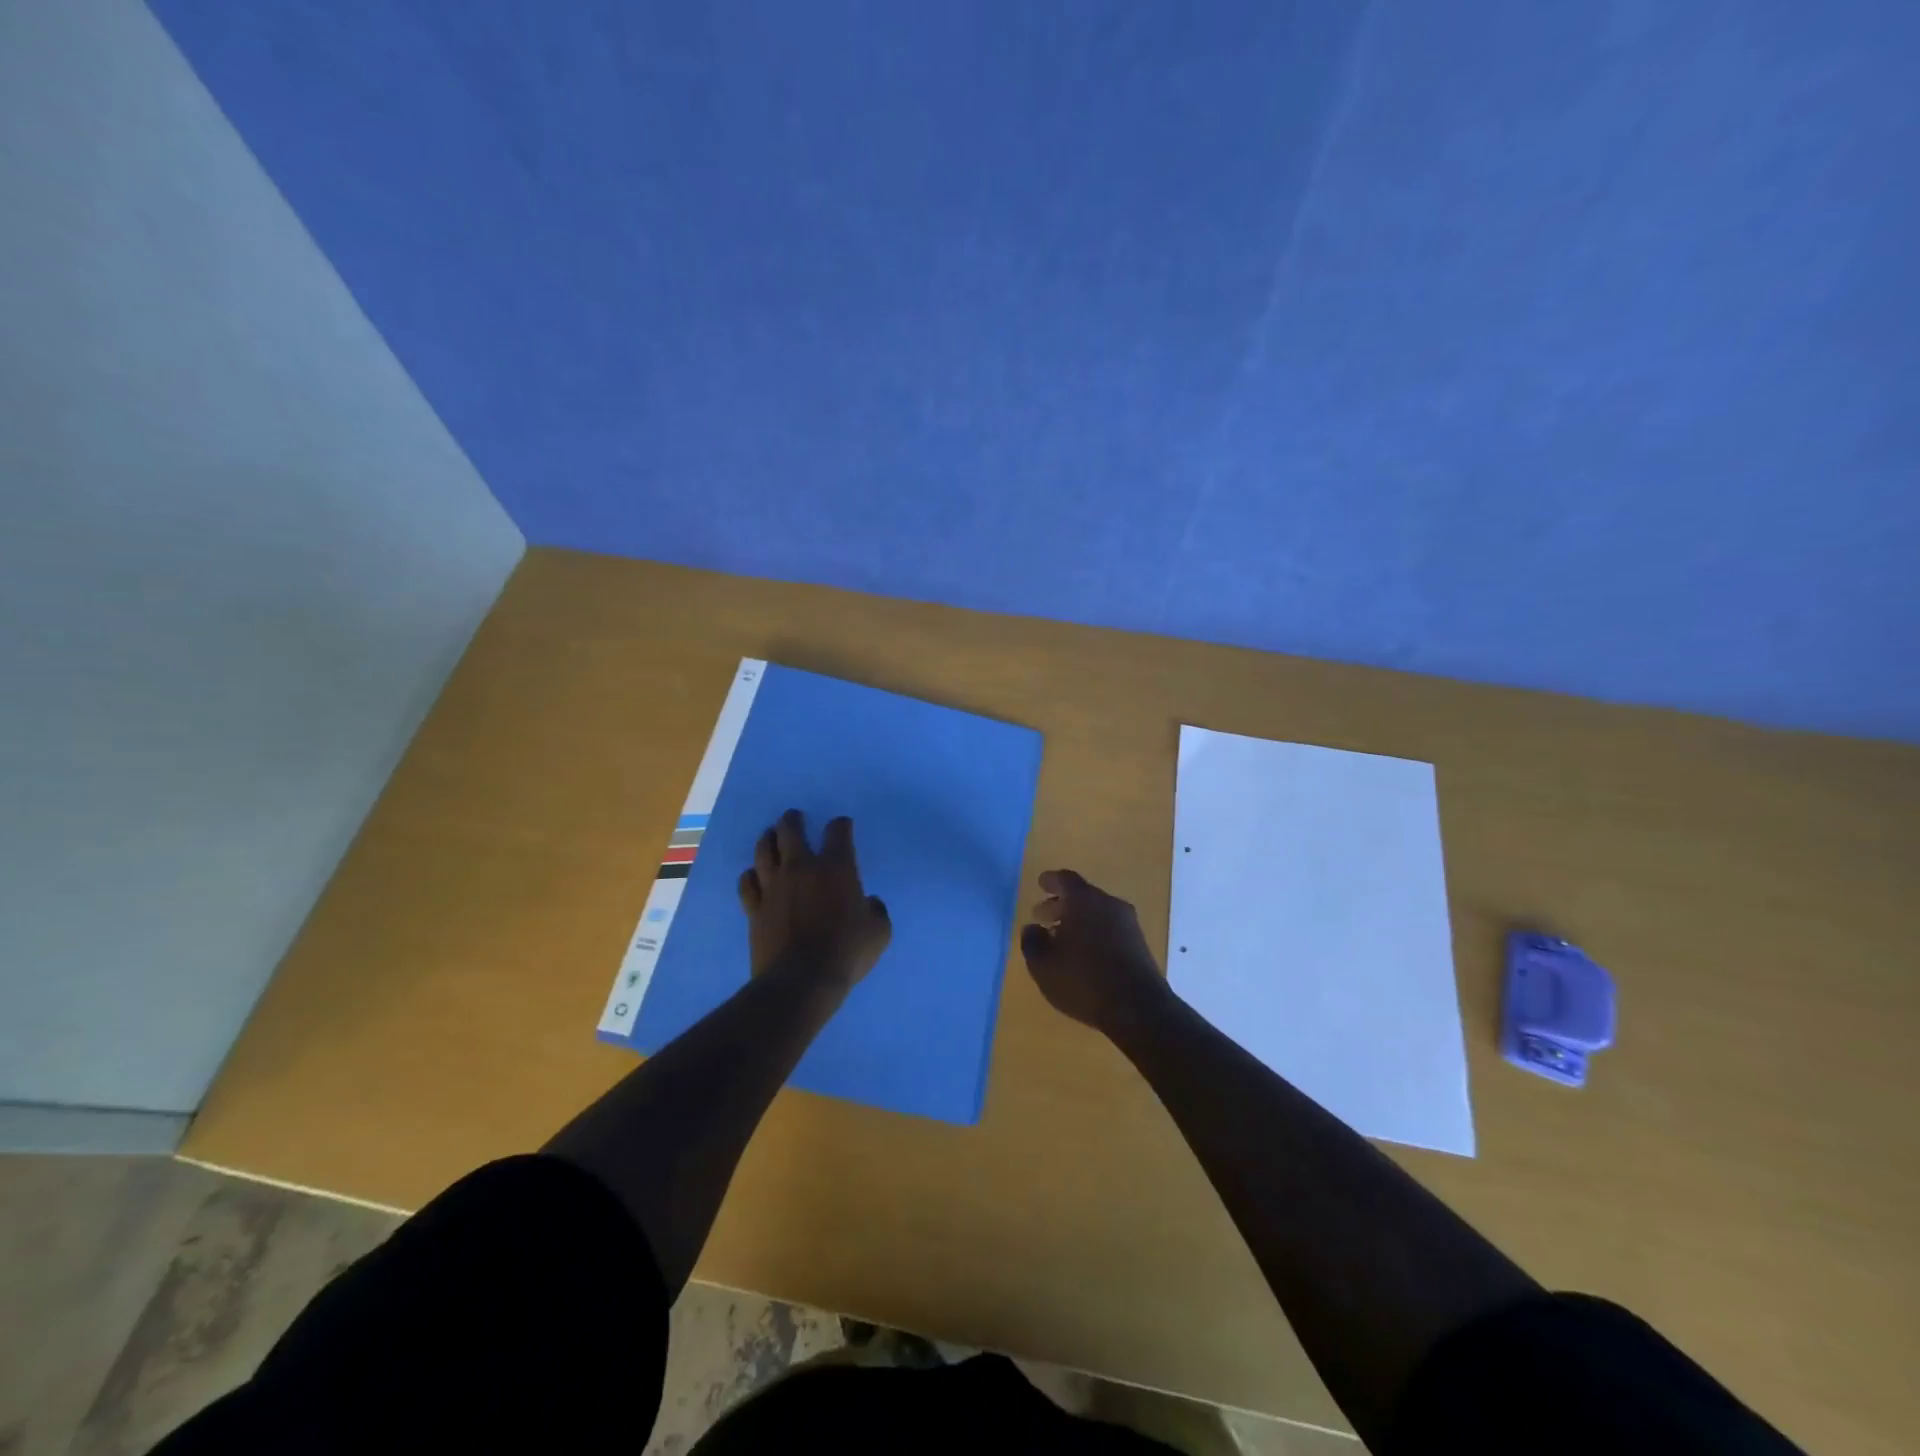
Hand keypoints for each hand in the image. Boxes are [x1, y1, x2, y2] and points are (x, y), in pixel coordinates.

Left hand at [738, 810, 890, 990]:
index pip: (838, 831)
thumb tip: (868, 902)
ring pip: (764, 850)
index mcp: (836, 868)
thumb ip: (875, 909)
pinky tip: (755, 875)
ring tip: (771, 836)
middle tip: (795, 818)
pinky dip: (751, 875)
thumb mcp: (880, 931)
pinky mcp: (755, 907)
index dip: (841, 825)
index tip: (842, 826)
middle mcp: (801, 867)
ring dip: (768, 839)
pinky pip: (747, 882)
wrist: (802, 980)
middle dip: (793, 820)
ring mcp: (773, 886)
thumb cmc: (847, 952)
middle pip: (790, 830)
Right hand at [1019, 869, 1167, 1034]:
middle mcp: (1109, 904)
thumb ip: (1032, 942)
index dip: (1051, 880)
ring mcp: (1128, 924)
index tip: (1041, 884)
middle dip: (1061, 904)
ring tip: (1061, 939)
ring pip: (1098, 913)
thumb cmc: (1083, 980)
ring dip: (1078, 921)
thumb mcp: (1044, 965)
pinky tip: (1083, 954)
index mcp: (1085, 900)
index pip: (1066, 880)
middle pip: (1083, 896)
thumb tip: (1032, 928)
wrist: (1138, 1008)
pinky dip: (1094, 933)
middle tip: (1043, 916)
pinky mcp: (1140, 944)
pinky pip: (1110, 929)